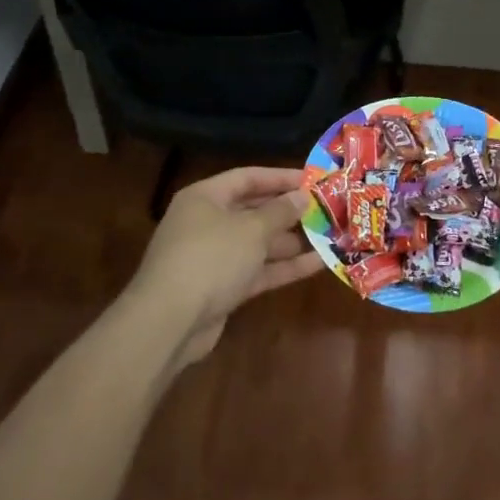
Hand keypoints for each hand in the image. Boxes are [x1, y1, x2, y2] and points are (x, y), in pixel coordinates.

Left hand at [129, 166, 317, 366]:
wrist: (169, 322)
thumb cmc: (211, 258)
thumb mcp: (252, 229)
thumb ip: (280, 212)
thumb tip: (302, 197)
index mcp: (205, 198)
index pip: (248, 177)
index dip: (281, 177)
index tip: (314, 179)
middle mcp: (207, 223)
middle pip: (254, 210)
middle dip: (289, 211)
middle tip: (326, 209)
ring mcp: (214, 258)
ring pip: (258, 243)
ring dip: (292, 240)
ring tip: (329, 235)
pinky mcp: (222, 288)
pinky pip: (257, 270)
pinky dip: (284, 266)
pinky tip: (318, 264)